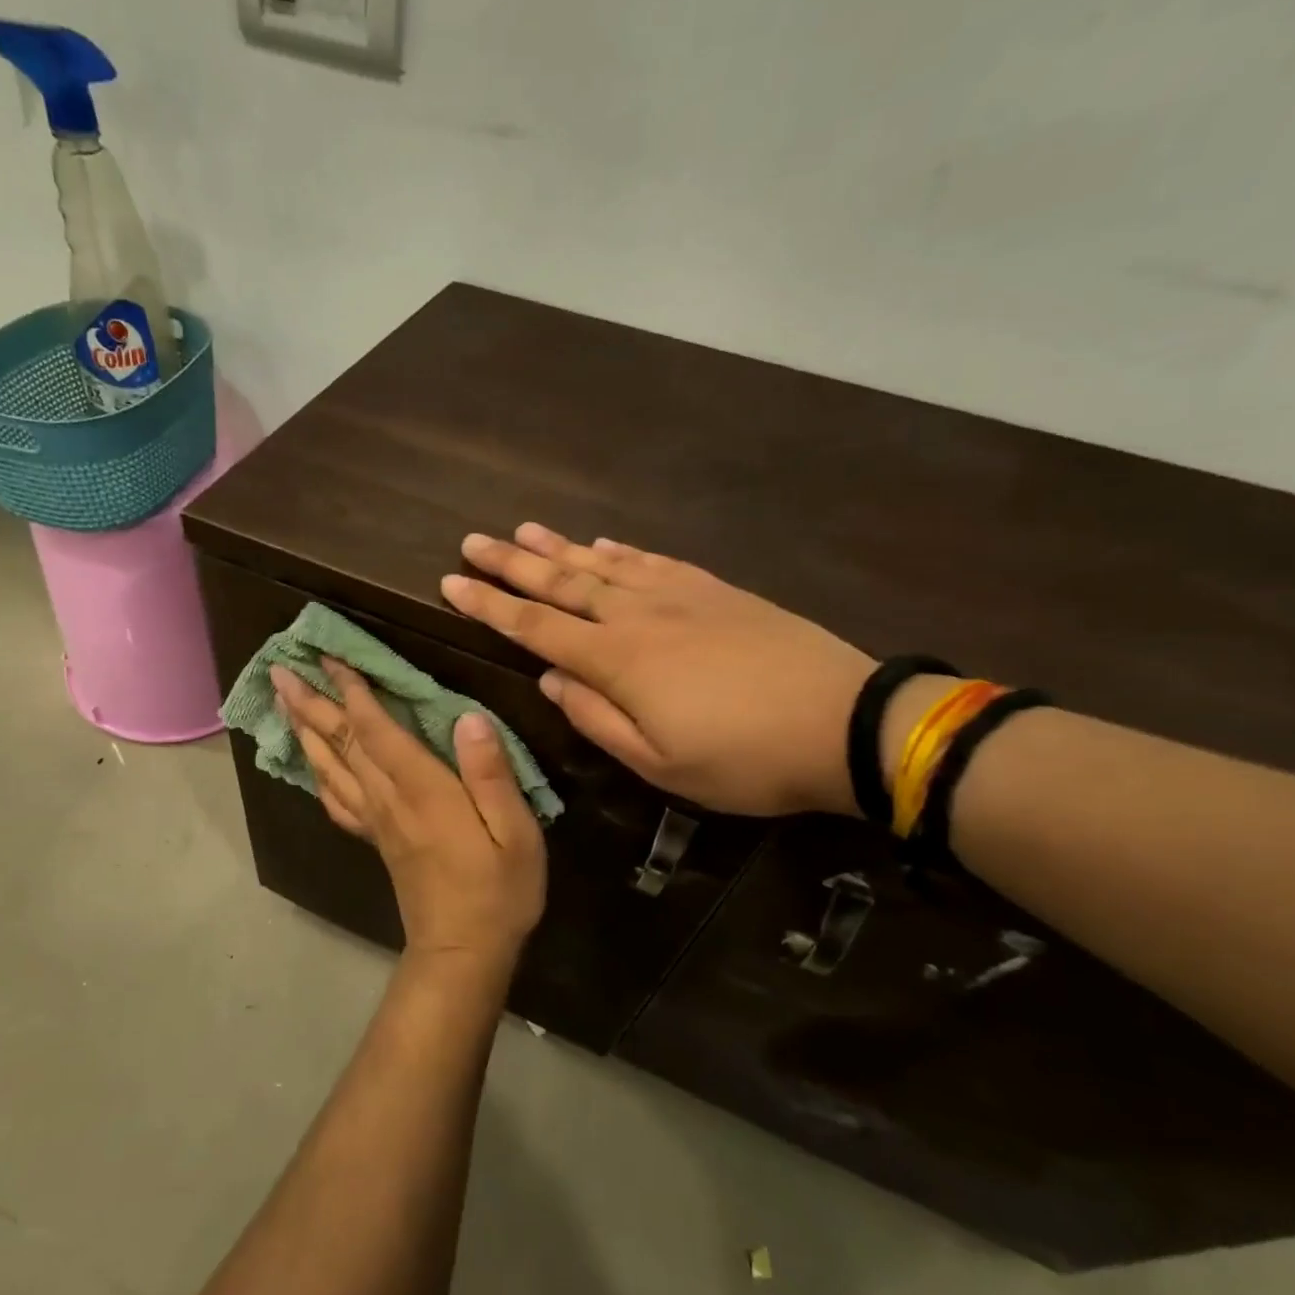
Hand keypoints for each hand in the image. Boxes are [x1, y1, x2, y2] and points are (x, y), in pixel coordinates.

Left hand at [269, 658, 546, 972]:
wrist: (464, 952)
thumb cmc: (498, 890)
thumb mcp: (515, 832)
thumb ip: (491, 774)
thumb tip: (469, 717)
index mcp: (422, 789)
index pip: (376, 728)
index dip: (351, 690)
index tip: (329, 656)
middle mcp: (388, 799)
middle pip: (340, 742)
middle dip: (310, 703)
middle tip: (279, 670)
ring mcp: (376, 821)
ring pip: (329, 766)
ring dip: (304, 730)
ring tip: (283, 702)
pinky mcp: (376, 839)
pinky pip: (336, 800)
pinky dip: (317, 774)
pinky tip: (310, 762)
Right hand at [441, 524, 877, 817]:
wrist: (843, 722)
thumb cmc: (744, 759)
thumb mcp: (659, 764)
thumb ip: (597, 718)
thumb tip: (552, 678)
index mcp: (617, 661)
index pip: (535, 626)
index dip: (489, 605)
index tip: (451, 582)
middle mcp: (637, 616)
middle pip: (561, 583)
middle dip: (511, 564)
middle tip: (472, 540)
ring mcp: (678, 596)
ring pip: (603, 564)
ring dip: (558, 548)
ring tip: (523, 530)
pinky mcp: (715, 590)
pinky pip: (654, 562)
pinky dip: (620, 552)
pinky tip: (602, 543)